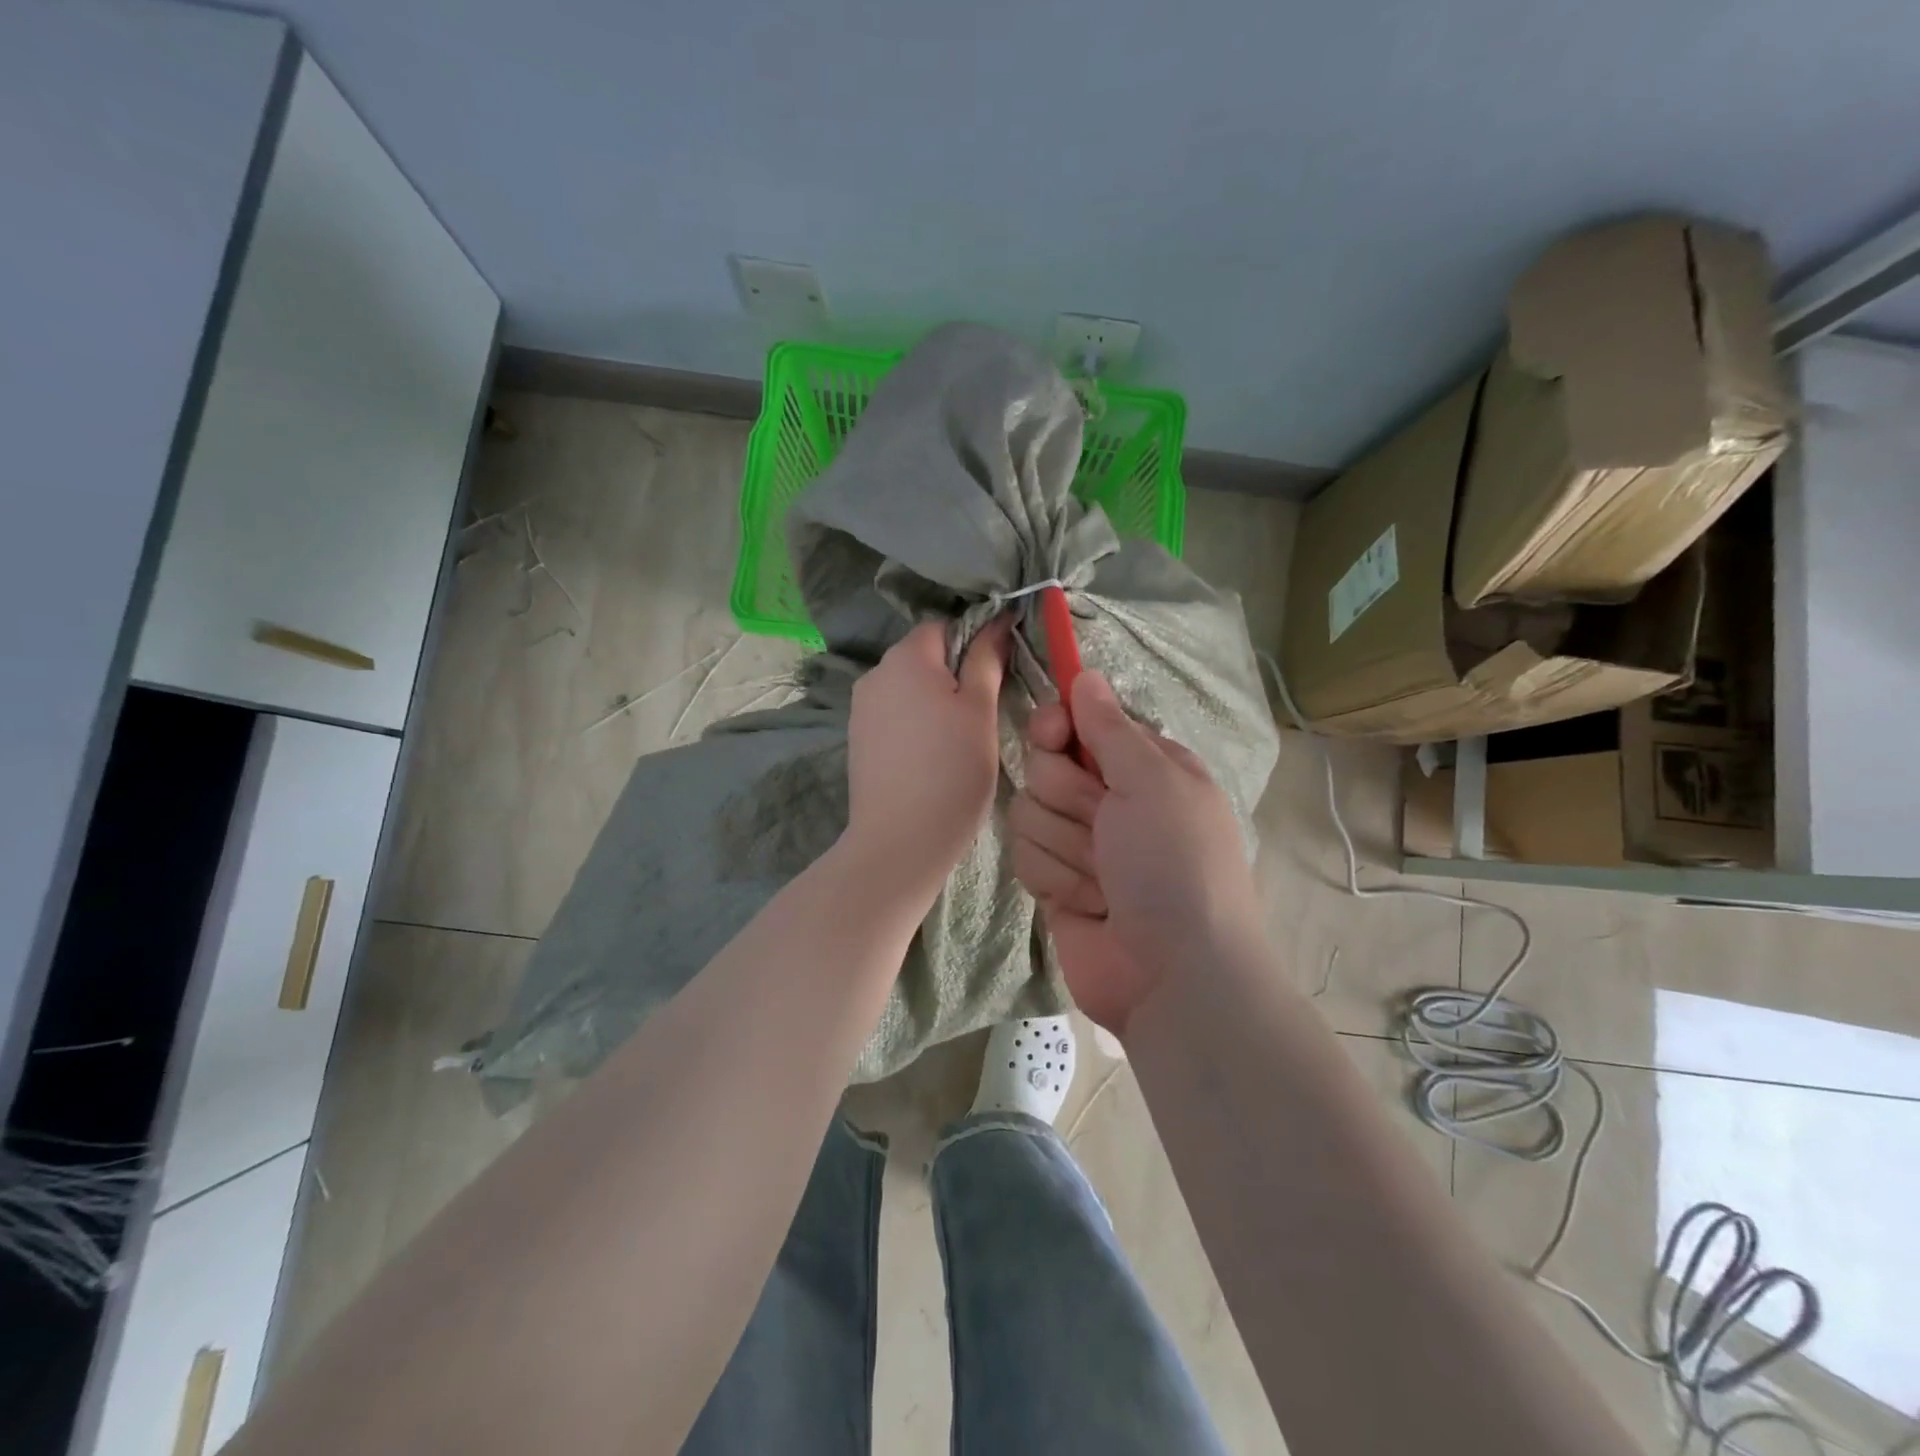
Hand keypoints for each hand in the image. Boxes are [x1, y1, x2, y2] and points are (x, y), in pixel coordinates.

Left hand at [844, 617, 1010, 902]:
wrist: (900, 840)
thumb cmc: (951, 770)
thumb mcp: (980, 710)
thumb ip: (987, 660)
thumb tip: (997, 620)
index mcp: (906, 657)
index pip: (945, 627)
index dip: (975, 642)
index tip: (999, 675)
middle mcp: (875, 673)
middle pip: (924, 656)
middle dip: (954, 674)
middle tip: (984, 712)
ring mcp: (861, 708)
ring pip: (909, 688)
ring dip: (934, 701)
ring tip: (958, 740)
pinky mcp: (857, 739)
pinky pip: (894, 715)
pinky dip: (915, 724)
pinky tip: (931, 756)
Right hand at [1010, 671, 1261, 1033]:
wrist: (1173, 976)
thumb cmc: (1175, 866)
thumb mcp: (1154, 783)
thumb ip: (1111, 728)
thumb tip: (1085, 675)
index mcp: (1142, 766)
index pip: (1076, 721)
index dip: (1057, 726)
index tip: (1052, 735)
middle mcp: (1109, 798)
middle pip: (1044, 766)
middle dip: (1069, 800)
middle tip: (1104, 826)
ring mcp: (1079, 842)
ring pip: (1028, 813)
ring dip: (1065, 848)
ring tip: (1104, 880)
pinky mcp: (1055, 881)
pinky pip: (1025, 856)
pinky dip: (1054, 880)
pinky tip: (1086, 904)